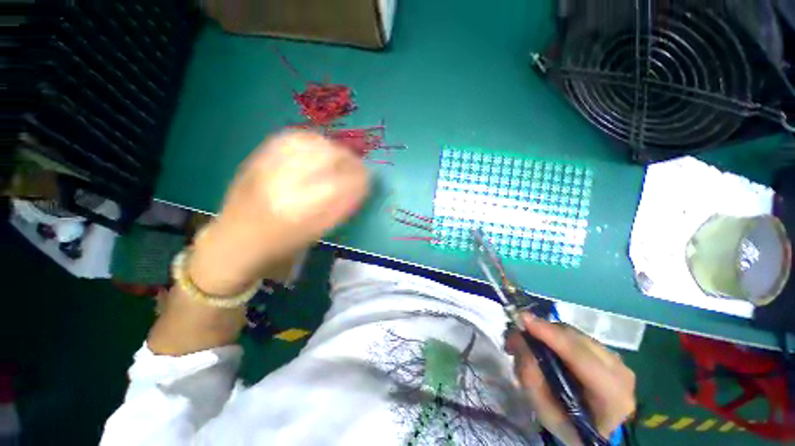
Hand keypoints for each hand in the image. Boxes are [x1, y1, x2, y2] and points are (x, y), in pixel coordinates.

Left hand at [189, 131, 368, 294]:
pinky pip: (293, 137)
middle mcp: (288, 185)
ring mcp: (270, 167)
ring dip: (334, 149)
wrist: (235, 241)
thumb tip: (362, 182)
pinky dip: (312, 140)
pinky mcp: (258, 157)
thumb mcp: (319, 232)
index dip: (363, 178)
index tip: (369, 179)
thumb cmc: (282, 246)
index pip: (347, 184)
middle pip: (332, 158)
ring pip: (314, 143)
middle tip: (357, 167)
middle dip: (351, 161)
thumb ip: (343, 205)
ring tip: (339, 158)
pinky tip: (318, 148)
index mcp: (306, 212)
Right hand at [507, 314, 635, 445]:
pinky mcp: (608, 352)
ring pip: (574, 334)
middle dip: (542, 331)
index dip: (550, 335)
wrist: (598, 430)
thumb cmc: (571, 427)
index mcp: (612, 395)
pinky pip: (576, 336)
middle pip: (574, 339)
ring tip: (526, 341)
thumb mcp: (546, 412)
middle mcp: (619, 371)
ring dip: (546, 333)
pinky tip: (543, 345)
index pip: (580, 357)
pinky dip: (555, 336)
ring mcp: (616, 359)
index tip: (522, 319)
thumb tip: (518, 341)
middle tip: (515, 335)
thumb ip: (531, 378)